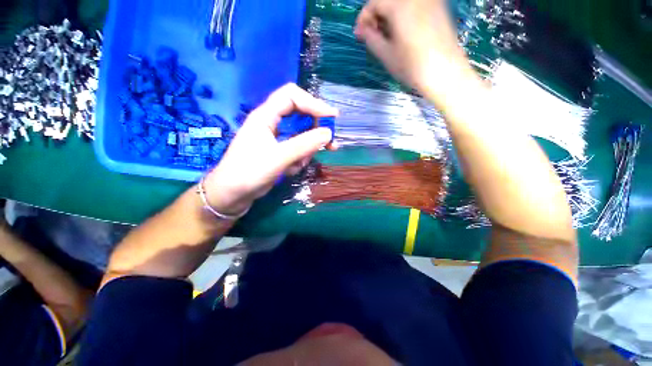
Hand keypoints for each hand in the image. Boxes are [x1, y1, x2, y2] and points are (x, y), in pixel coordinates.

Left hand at [203, 83, 337, 215]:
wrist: (231, 195)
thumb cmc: (249, 173)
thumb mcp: (278, 157)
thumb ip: (304, 144)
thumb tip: (328, 133)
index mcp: (266, 116)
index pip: (292, 96)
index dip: (313, 103)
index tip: (331, 118)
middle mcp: (271, 123)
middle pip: (300, 115)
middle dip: (316, 128)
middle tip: (331, 143)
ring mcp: (275, 138)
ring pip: (300, 135)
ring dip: (306, 149)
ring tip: (300, 164)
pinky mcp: (278, 151)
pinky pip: (296, 149)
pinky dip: (299, 159)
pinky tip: (290, 170)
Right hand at [355, 0, 476, 98]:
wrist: (445, 73)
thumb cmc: (412, 66)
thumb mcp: (386, 55)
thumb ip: (371, 38)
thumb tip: (362, 30)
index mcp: (400, 4)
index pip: (374, 2)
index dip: (363, 18)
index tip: (359, 35)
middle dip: (376, 15)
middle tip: (372, 36)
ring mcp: (429, 0)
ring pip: (401, 2)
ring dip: (389, 14)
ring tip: (386, 35)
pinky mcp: (438, 7)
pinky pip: (415, 4)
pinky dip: (403, 13)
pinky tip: (402, 31)